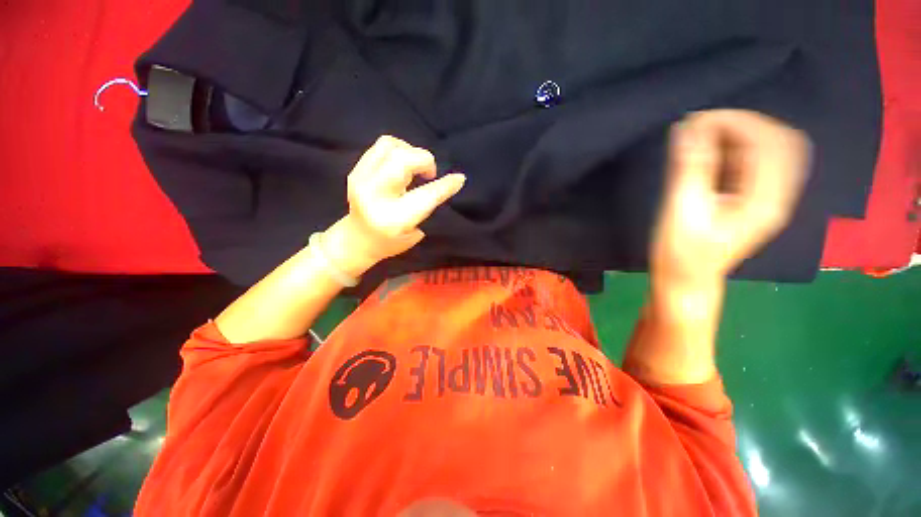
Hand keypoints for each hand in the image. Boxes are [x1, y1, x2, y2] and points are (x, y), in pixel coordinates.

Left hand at [324, 136, 465, 274]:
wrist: (357, 240)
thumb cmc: (391, 241)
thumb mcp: (416, 231)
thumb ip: (429, 205)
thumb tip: (451, 179)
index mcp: (394, 219)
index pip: (425, 196)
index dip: (445, 185)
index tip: (459, 178)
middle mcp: (375, 196)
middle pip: (403, 160)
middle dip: (424, 161)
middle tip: (430, 174)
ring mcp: (361, 180)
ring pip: (391, 146)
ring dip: (411, 152)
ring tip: (416, 167)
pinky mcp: (356, 170)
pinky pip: (381, 146)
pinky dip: (399, 150)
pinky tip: (403, 164)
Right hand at [651, 110, 809, 288]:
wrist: (686, 280)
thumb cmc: (681, 253)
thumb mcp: (682, 211)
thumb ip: (690, 168)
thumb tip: (687, 128)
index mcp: (765, 200)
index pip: (768, 142)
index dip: (735, 122)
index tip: (696, 122)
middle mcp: (777, 196)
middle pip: (780, 141)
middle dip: (743, 123)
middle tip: (703, 127)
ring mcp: (769, 199)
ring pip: (773, 150)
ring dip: (742, 134)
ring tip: (705, 136)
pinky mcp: (755, 201)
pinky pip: (759, 163)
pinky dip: (738, 149)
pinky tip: (713, 151)